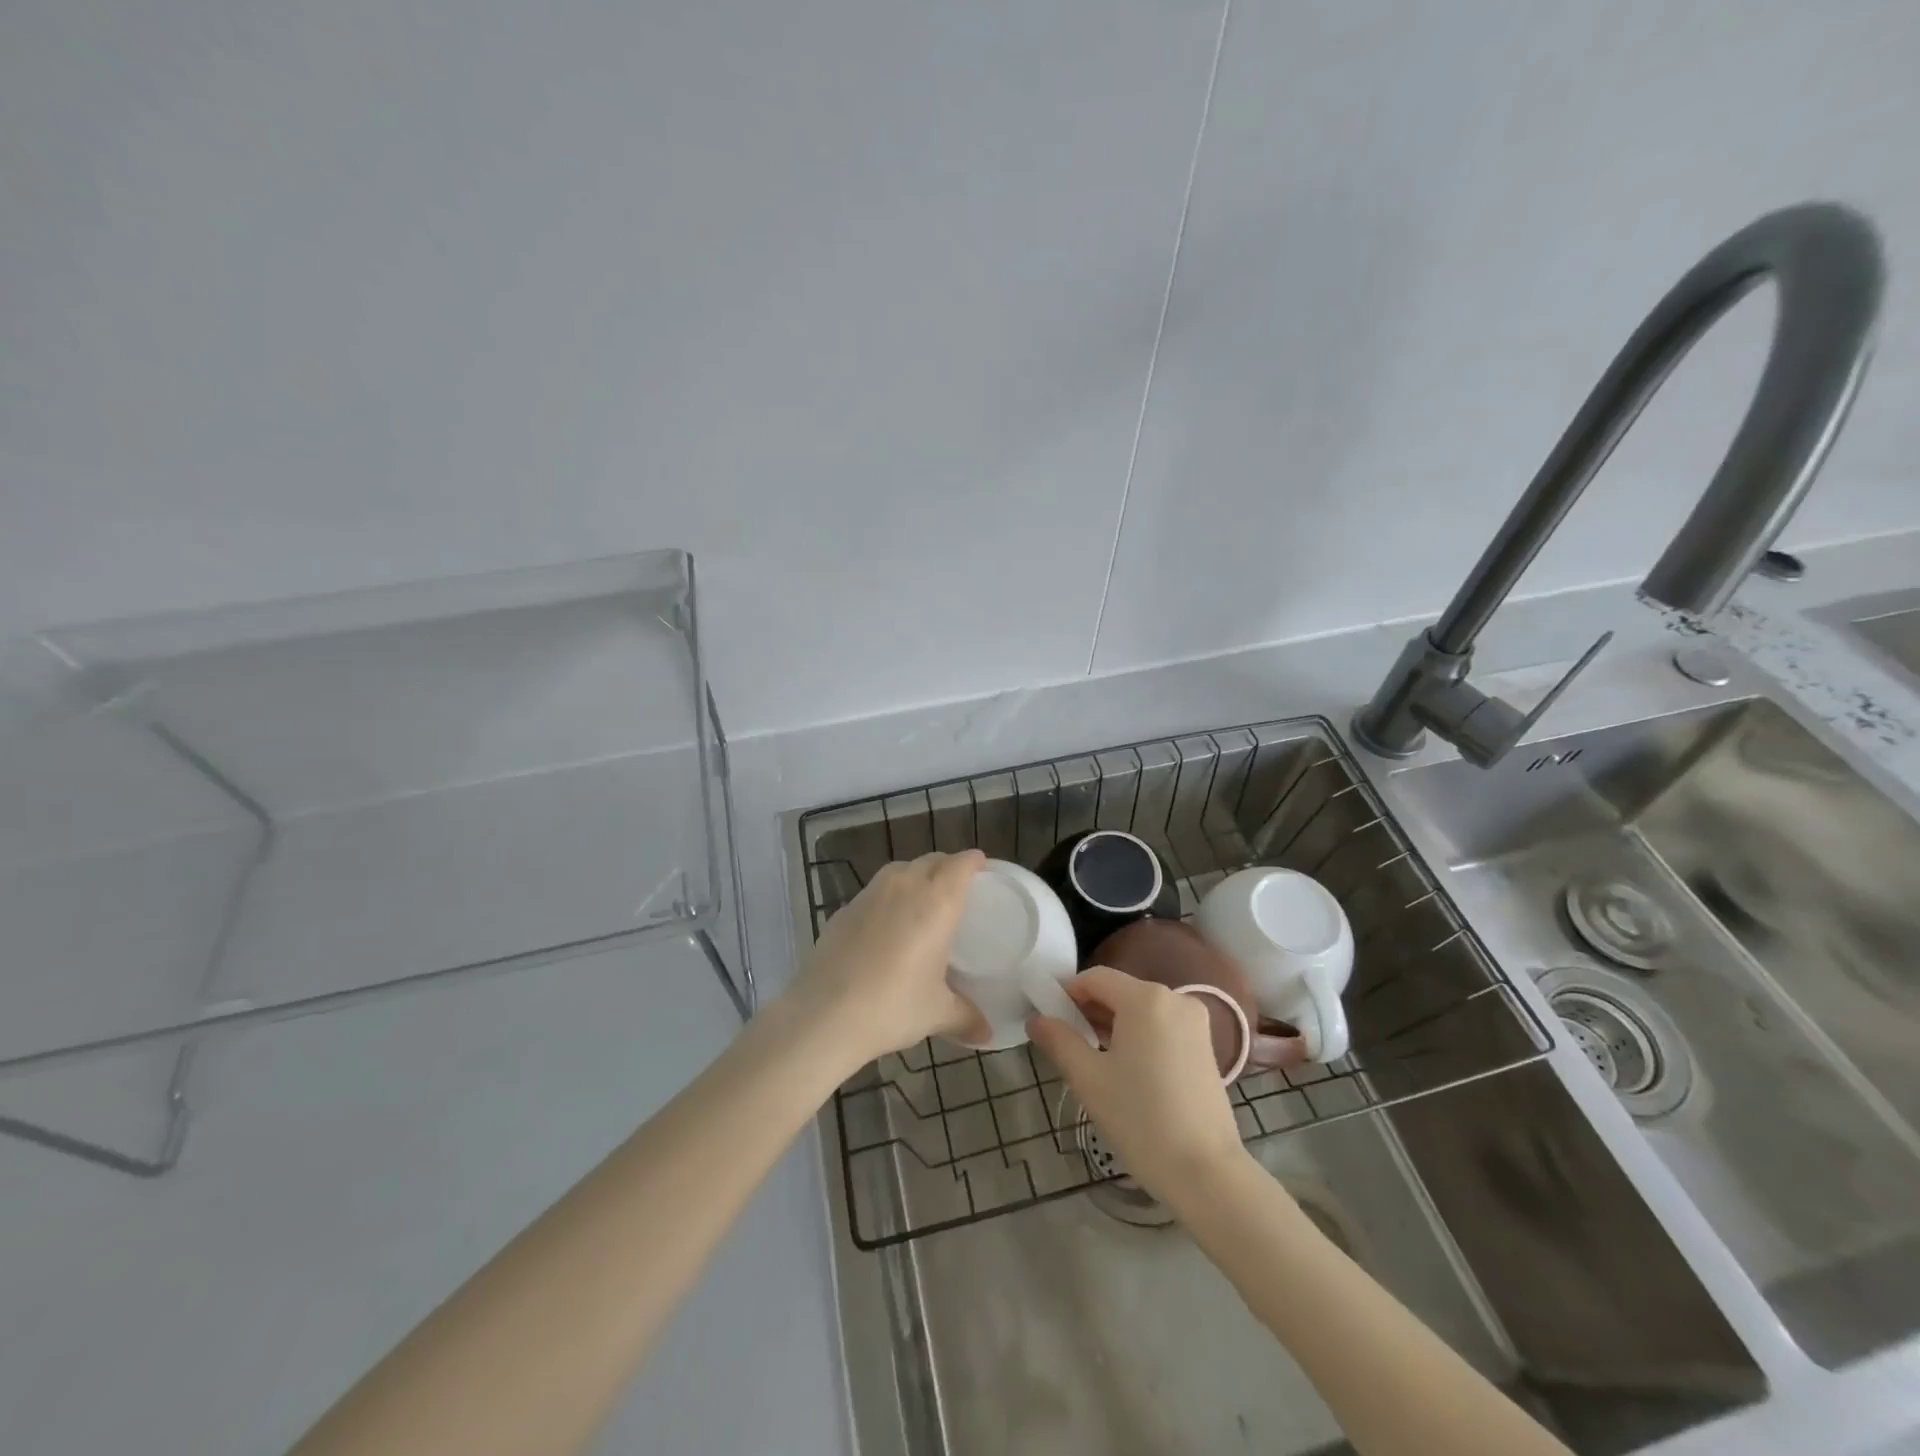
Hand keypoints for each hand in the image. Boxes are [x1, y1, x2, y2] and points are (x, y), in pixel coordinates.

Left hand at [786, 851, 988, 1066]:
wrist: (824, 1015)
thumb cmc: (892, 1006)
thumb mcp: (937, 1014)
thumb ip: (966, 1018)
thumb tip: (986, 1034)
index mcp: (936, 902)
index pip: (961, 864)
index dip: (973, 861)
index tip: (983, 867)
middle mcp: (904, 886)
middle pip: (931, 860)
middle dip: (947, 867)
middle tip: (957, 887)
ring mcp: (869, 895)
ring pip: (899, 870)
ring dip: (915, 875)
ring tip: (921, 901)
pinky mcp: (843, 910)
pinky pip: (874, 891)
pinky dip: (887, 898)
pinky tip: (885, 925)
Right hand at [1029, 966, 1247, 1199]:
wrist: (1206, 1174)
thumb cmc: (1141, 1120)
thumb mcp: (1089, 1079)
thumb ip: (1059, 1040)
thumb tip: (1037, 1019)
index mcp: (1146, 998)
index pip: (1095, 978)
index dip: (1066, 993)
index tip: (1047, 1018)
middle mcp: (1175, 998)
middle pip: (1119, 991)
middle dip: (1088, 1010)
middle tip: (1063, 1042)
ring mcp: (1195, 1022)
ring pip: (1140, 1010)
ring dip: (1112, 1024)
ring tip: (1090, 1058)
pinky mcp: (1205, 1046)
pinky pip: (1160, 1026)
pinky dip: (1137, 1036)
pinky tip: (1123, 1068)